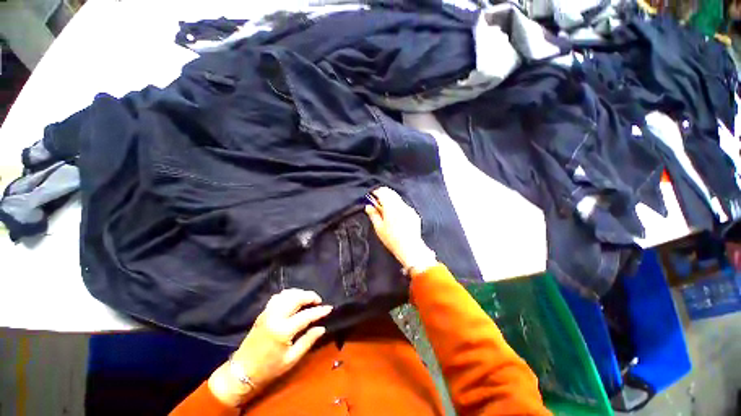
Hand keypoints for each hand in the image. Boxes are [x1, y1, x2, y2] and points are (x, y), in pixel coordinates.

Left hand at [208, 289, 331, 406]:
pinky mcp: (263, 312)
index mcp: (283, 330)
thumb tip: (321, 327)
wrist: (242, 371)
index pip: (306, 315)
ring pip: (287, 294)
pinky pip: (278, 297)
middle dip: (310, 296)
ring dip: (300, 293)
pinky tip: (293, 300)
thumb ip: (308, 340)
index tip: (329, 308)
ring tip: (307, 300)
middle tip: (319, 302)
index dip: (319, 311)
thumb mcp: (291, 359)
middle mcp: (275, 316)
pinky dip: (289, 294)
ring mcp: (268, 312)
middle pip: (297, 298)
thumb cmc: (269, 368)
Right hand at [365, 187, 436, 274]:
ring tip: (386, 212)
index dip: (376, 193)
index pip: (382, 192)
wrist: (410, 247)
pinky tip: (396, 217)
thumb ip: (373, 214)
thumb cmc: (392, 239)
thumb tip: (368, 206)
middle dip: (383, 195)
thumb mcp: (379, 228)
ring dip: (391, 201)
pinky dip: (398, 207)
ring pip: (398, 199)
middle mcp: (400, 204)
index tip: (372, 197)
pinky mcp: (414, 214)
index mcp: (390, 206)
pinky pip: (404, 206)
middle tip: (378, 204)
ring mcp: (408, 208)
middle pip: (391, 193)